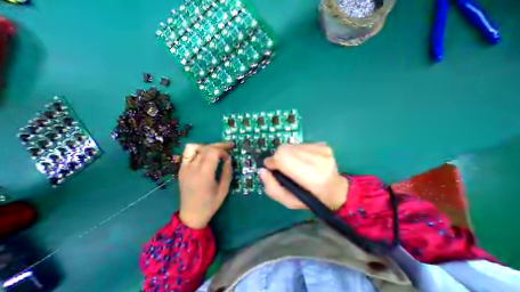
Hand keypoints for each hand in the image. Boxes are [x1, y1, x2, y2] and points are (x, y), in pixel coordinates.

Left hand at [178, 143, 231, 228]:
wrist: (191, 215)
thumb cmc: (210, 204)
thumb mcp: (224, 189)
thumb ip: (227, 171)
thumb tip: (228, 158)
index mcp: (204, 175)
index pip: (213, 152)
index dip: (223, 151)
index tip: (228, 157)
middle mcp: (192, 168)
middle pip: (206, 148)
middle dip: (219, 146)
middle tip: (228, 147)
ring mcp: (184, 168)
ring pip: (195, 147)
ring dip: (207, 146)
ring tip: (215, 151)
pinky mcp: (181, 169)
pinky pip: (187, 153)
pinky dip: (197, 149)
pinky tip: (204, 155)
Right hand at [256, 143, 346, 209]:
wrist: (335, 190)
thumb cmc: (311, 199)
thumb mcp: (288, 201)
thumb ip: (272, 188)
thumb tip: (263, 170)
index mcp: (313, 178)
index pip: (283, 158)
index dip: (273, 161)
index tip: (271, 168)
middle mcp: (320, 161)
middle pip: (285, 149)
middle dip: (279, 157)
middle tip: (282, 168)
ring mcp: (323, 151)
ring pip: (291, 145)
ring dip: (288, 154)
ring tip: (294, 165)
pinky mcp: (324, 145)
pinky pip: (300, 144)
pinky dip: (296, 152)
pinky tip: (303, 160)